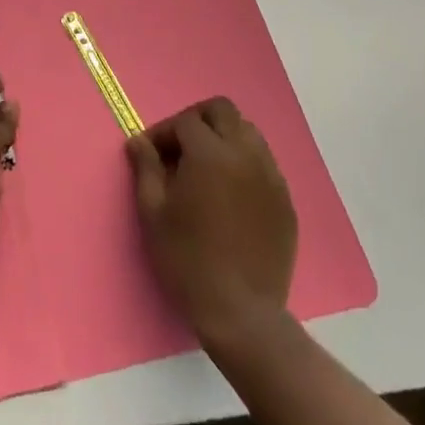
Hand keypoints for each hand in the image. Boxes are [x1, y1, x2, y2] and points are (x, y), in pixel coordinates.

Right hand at [127, 96, 296, 347]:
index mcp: (210, 154)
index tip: (151, 153)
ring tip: (207, 167)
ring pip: (248, 132)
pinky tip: (231, 193)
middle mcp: (244, 154)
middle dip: (197, 120)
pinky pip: (264, 163)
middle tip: (180, 148)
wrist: (240, 314)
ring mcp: (270, 177)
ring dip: (224, 137)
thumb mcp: (153, 213)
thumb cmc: (187, 260)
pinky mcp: (285, 201)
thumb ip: (146, 168)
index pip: (185, 121)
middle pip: (223, 111)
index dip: (164, 132)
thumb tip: (138, 141)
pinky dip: (245, 163)